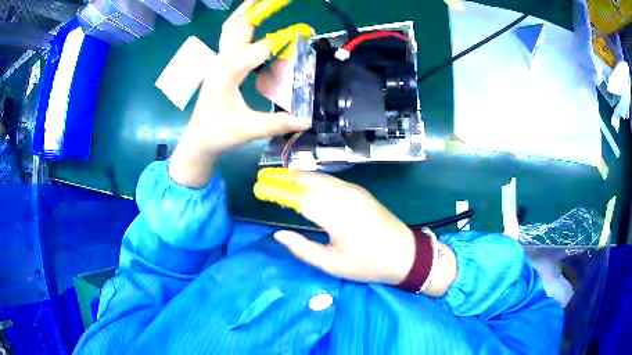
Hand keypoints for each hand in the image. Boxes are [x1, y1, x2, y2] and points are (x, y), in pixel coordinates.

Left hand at [169, 0, 310, 187]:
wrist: (197, 139)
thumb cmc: (219, 134)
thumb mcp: (249, 129)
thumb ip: (278, 123)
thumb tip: (308, 121)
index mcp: (229, 72)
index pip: (260, 48)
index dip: (283, 38)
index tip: (304, 30)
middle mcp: (223, 61)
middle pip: (239, 26)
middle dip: (256, 9)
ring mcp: (219, 62)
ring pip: (230, 28)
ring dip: (244, 12)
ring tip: (258, 0)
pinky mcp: (219, 66)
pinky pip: (228, 37)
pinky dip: (239, 24)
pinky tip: (249, 21)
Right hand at [254, 168, 417, 285]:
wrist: (406, 254)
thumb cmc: (369, 264)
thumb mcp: (333, 265)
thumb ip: (303, 249)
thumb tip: (278, 234)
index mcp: (335, 216)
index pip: (298, 198)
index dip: (277, 192)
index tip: (260, 188)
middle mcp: (343, 197)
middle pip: (308, 180)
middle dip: (285, 178)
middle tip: (265, 178)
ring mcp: (354, 191)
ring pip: (320, 177)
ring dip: (298, 176)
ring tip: (279, 178)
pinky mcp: (361, 192)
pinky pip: (331, 180)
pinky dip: (314, 179)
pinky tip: (306, 183)